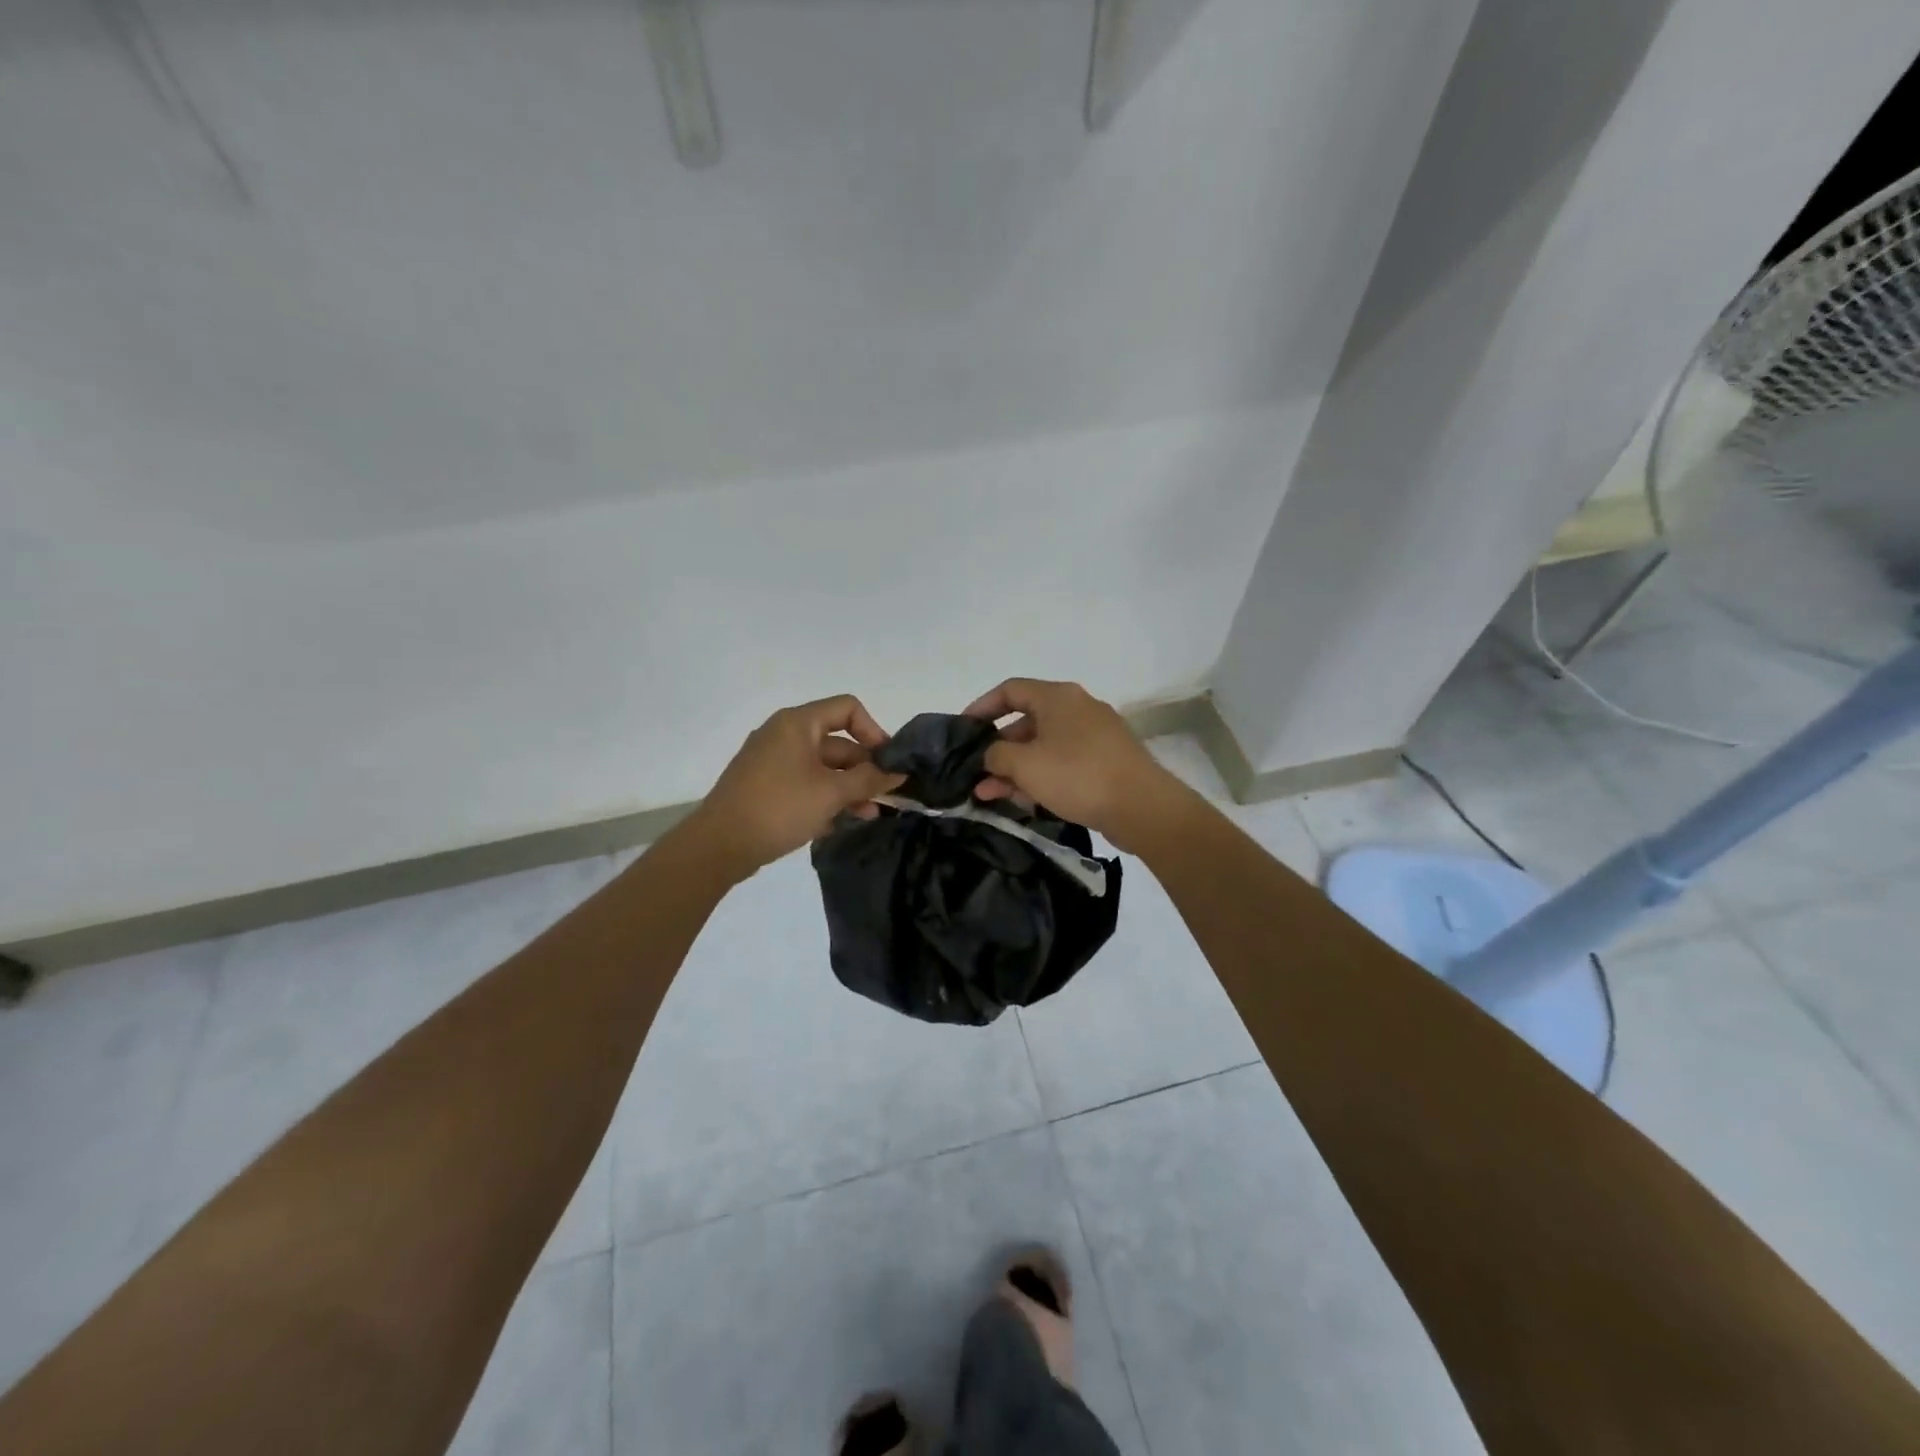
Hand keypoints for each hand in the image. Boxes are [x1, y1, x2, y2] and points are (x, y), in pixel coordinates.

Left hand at [688, 696, 905, 875]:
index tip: (887, 762)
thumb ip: (869, 780)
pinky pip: (805, 783)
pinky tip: (840, 823)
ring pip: (823, 767)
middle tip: (886, 796)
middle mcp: (784, 735)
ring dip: (849, 787)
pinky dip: (826, 797)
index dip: (873, 731)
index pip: (848, 708)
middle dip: (864, 768)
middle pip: (837, 741)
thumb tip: (898, 773)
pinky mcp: (766, 786)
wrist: (719, 845)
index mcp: (798, 723)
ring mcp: (772, 761)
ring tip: (870, 815)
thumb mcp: (832, 793)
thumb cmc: (779, 807)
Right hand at [963, 678, 1186, 849]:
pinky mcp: (1105, 761)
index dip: (982, 707)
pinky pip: (1063, 763)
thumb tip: (990, 755)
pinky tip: (1024, 801)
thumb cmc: (1077, 775)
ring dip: (1015, 768)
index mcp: (1058, 697)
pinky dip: (1041, 776)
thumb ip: (996, 755)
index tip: (963, 730)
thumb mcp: (1024, 765)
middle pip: (1026, 722)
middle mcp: (1077, 708)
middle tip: (976, 774)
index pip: (1010, 690)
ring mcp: (1094, 735)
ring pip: (1044, 747)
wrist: (1142, 806)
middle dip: (998, 750)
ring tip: (990, 796)